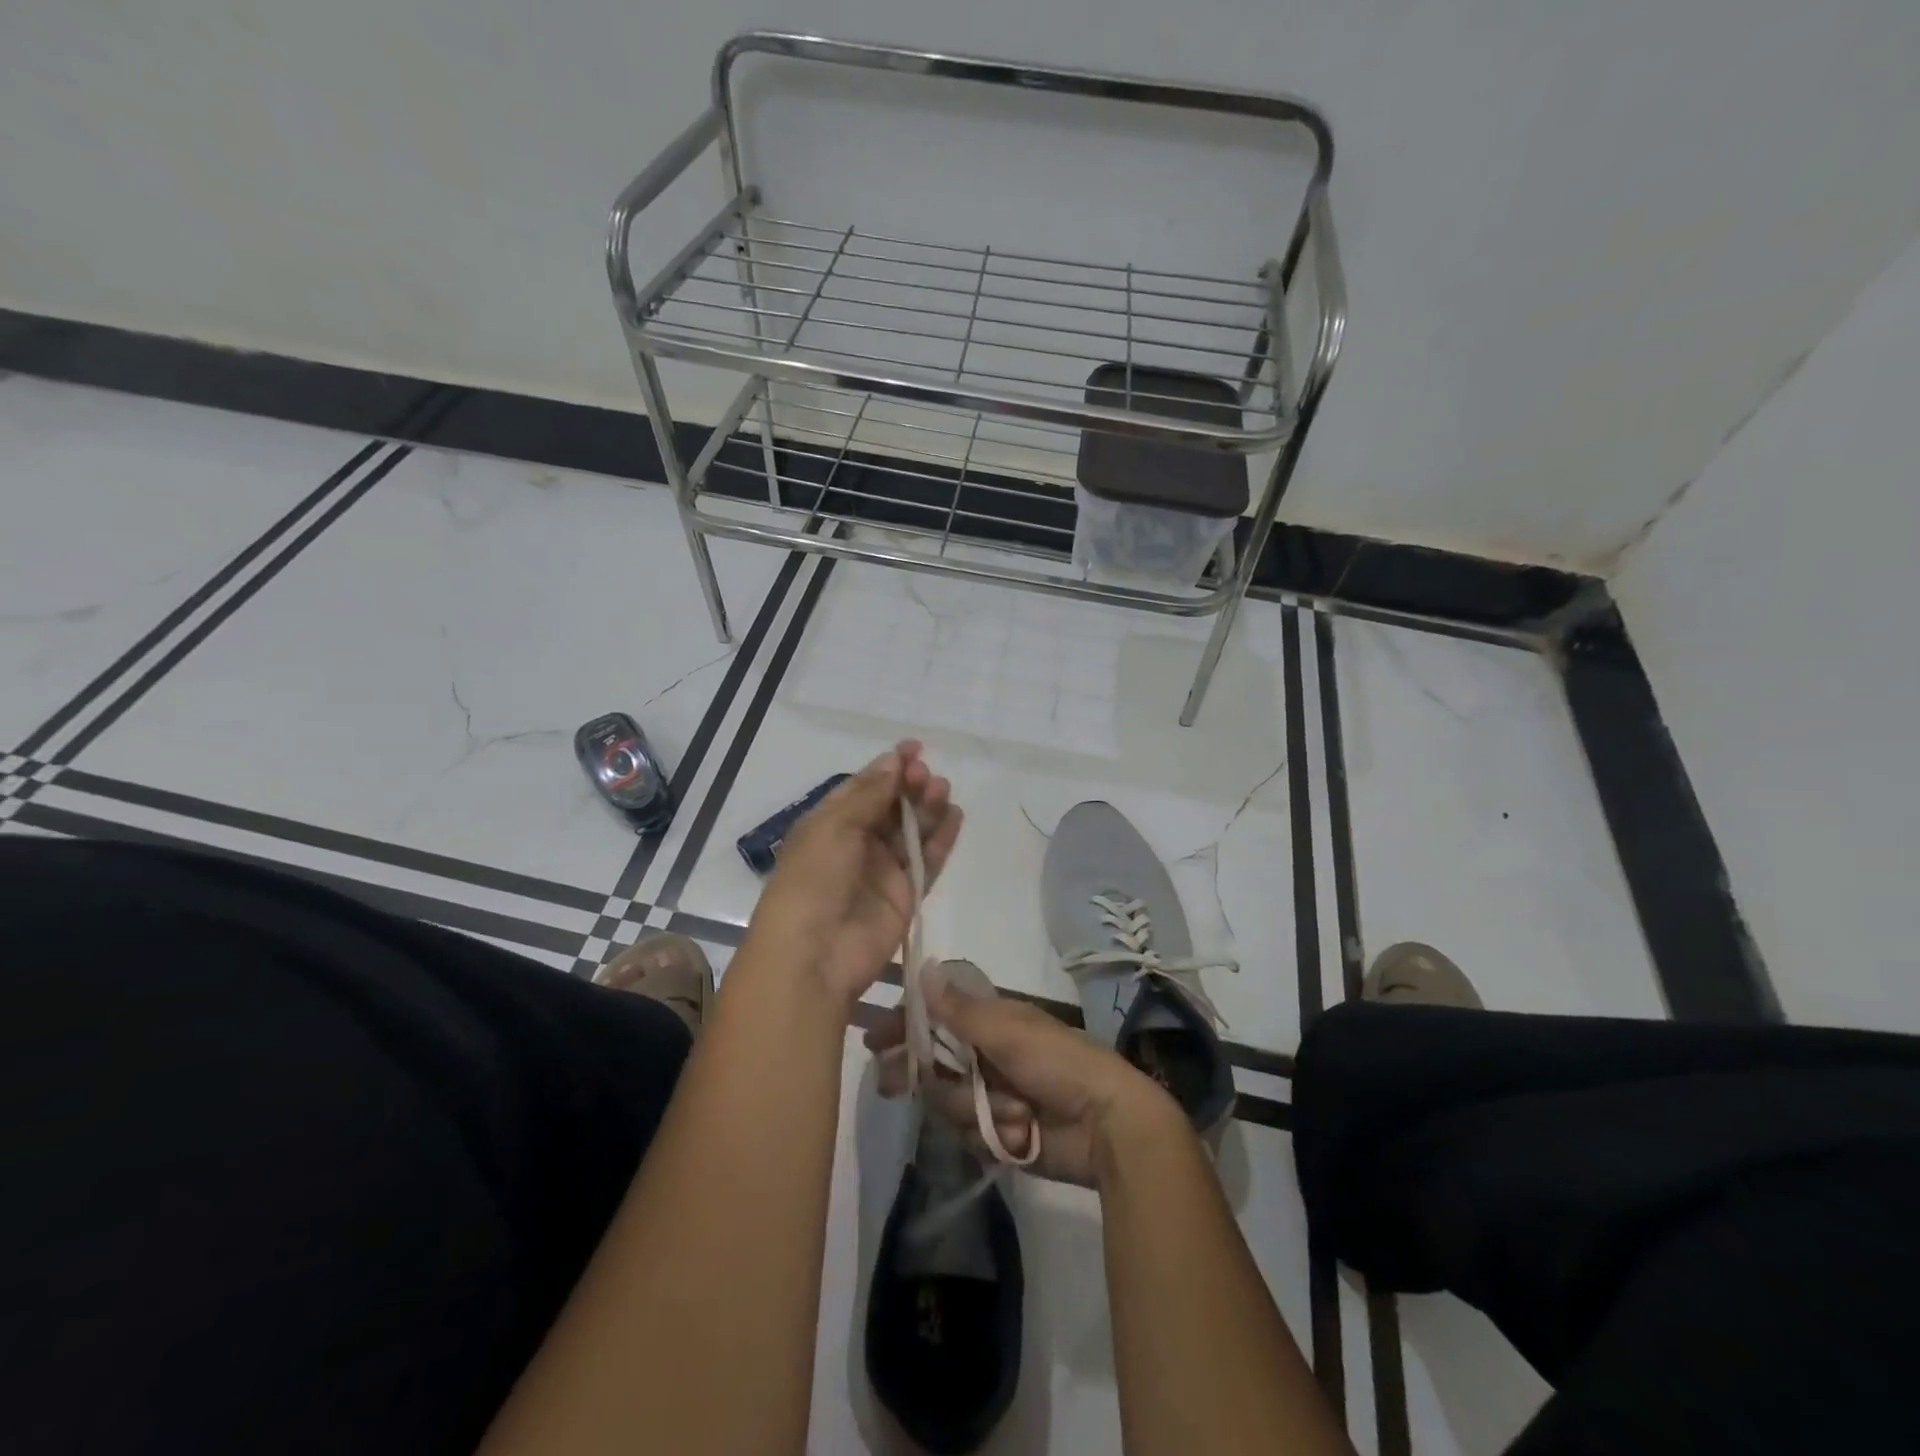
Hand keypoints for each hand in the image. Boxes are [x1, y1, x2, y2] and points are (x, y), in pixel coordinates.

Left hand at [741, 741, 960, 1013]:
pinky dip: (942, 839)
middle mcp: (857, 843)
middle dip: (911, 786)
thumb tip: (893, 761)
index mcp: (830, 823)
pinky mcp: (906, 894)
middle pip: (892, 806)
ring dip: (929, 808)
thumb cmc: (813, 880)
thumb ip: (870, 795)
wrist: (815, 955)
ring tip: (943, 792)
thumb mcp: (834, 827)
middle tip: (927, 776)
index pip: (864, 787)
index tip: (915, 748)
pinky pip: (928, 860)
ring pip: (912, 830)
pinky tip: (955, 817)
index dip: (889, 767)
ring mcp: (883, 870)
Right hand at [866, 970, 1180, 1187]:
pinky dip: (992, 1132)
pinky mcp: (1000, 1133)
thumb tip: (922, 968)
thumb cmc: (1058, 1062)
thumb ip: (960, 1009)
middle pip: (934, 1063)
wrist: (1107, 1124)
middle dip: (918, 1073)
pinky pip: (970, 1132)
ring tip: (1012, 1109)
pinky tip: (1019, 1131)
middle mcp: (987, 1055)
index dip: (905, 1025)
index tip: (875, 1038)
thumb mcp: (1008, 1030)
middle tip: (891, 1083)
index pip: (936, 1018)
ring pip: (949, 1101)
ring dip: (973, 1107)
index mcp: (991, 1022)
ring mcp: (993, 1095)